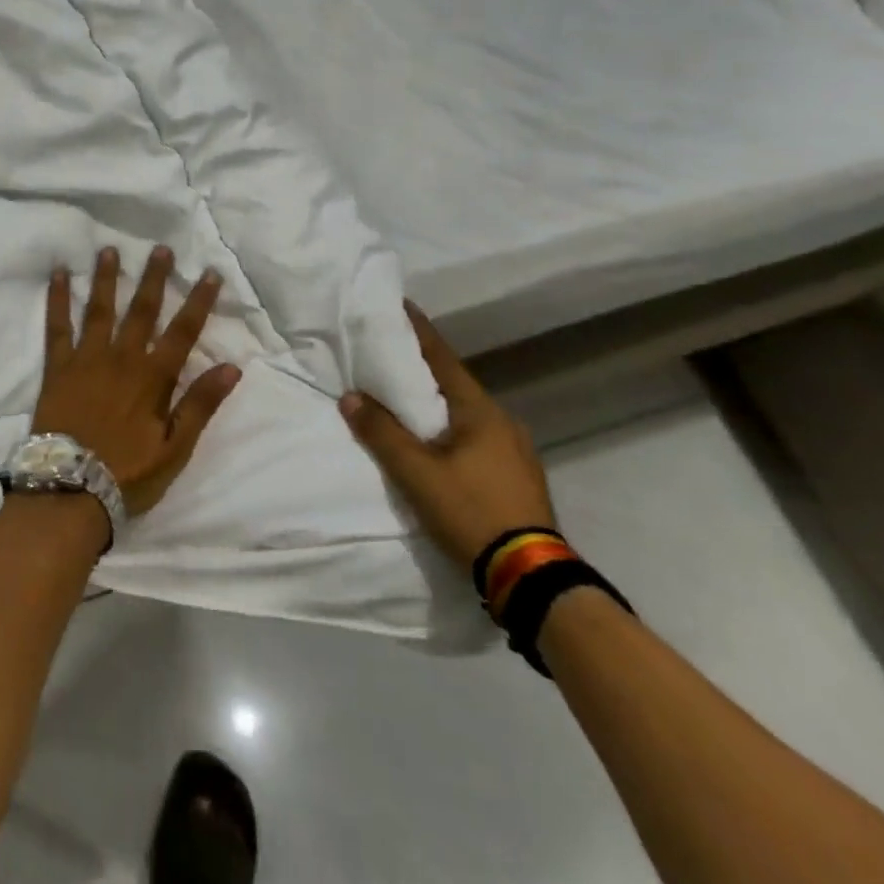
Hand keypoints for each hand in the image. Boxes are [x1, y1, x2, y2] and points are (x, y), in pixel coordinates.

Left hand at [36, 245, 241, 517]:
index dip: (199, 301)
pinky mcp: (57, 367)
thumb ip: (200, 405)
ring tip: (110, 249)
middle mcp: (122, 358)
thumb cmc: (127, 473)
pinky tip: (60, 274)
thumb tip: (231, 366)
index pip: (183, 331)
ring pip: (101, 309)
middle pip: (142, 310)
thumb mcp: (175, 448)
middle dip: (155, 278)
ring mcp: (87, 358)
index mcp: (153, 377)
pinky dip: (59, 298)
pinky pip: (58, 326)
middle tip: (161, 249)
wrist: (69, 488)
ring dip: (108, 278)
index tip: (210, 273)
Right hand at [338, 301, 557, 569]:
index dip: (418, 331)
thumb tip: (350, 397)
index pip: (442, 358)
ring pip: (466, 413)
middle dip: (422, 368)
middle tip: (389, 356)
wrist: (533, 578)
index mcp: (480, 411)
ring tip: (405, 400)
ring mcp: (515, 450)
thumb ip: (382, 433)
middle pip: (454, 384)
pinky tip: (436, 444)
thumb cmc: (472, 512)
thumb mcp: (417, 474)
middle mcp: (502, 421)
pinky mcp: (518, 477)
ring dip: (436, 403)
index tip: (400, 305)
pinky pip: (476, 437)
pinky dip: (450, 429)